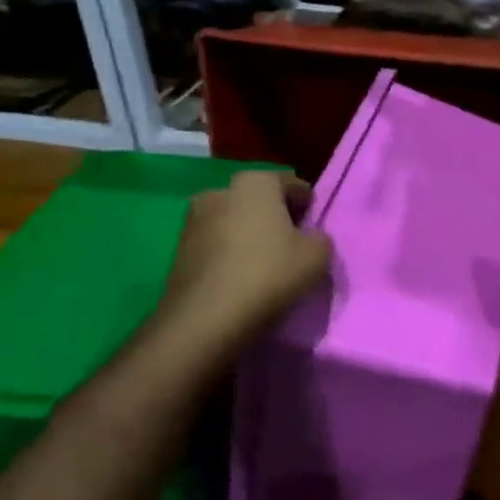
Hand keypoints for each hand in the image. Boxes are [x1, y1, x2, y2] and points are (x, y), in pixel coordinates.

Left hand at [157, 171, 330, 352]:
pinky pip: (216, 243)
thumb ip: (320, 238)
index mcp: (255, 183)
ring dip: (249, 233)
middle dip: (274, 215)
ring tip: (265, 260)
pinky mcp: (179, 249)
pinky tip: (242, 274)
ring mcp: (194, 219)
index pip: (290, 183)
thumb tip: (310, 238)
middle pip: (258, 199)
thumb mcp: (317, 255)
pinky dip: (230, 252)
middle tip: (292, 241)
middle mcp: (220, 191)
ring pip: (234, 220)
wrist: (207, 316)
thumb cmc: (269, 273)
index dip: (306, 202)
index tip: (314, 223)